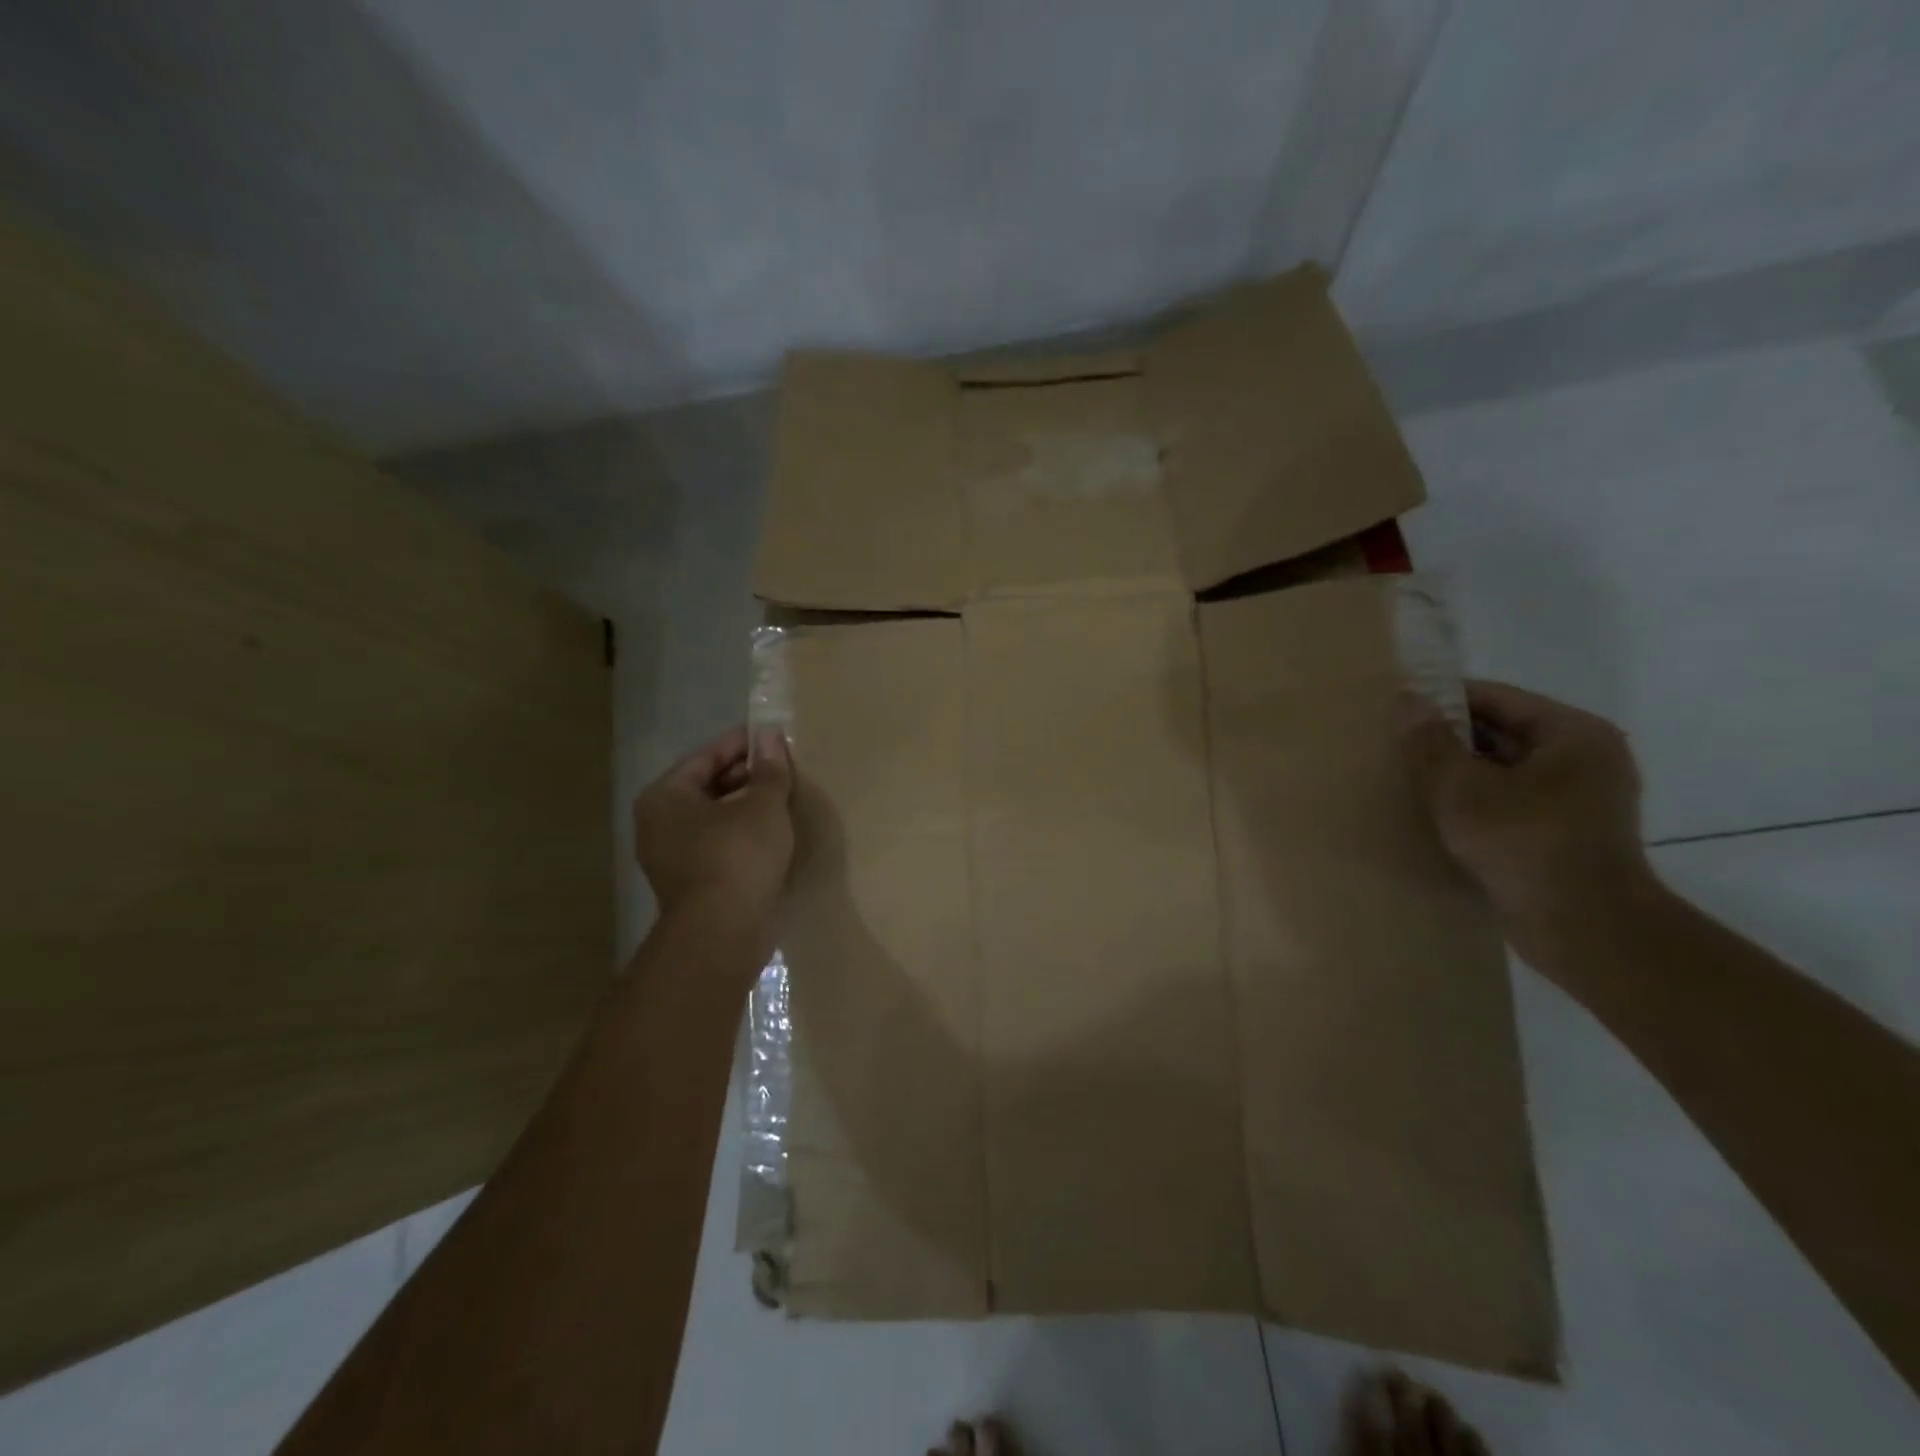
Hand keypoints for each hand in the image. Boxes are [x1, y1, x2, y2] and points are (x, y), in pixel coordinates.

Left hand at [634, 726, 793, 923]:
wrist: (723, 933)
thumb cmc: (737, 856)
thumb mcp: (763, 805)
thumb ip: (769, 769)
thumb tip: (770, 736)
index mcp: (665, 796)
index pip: (706, 756)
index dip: (742, 744)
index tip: (773, 737)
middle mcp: (658, 824)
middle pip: (707, 786)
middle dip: (746, 776)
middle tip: (783, 768)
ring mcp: (671, 857)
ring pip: (714, 818)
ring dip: (746, 807)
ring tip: (783, 798)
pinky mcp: (690, 884)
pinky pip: (718, 845)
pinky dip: (742, 834)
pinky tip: (772, 834)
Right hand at [1402, 680, 1653, 928]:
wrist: (1584, 929)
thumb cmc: (1524, 843)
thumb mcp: (1461, 788)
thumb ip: (1429, 742)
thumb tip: (1407, 700)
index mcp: (1572, 734)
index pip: (1496, 698)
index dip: (1443, 700)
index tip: (1397, 709)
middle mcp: (1584, 759)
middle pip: (1501, 733)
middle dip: (1448, 739)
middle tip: (1394, 744)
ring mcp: (1579, 800)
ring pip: (1503, 770)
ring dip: (1458, 773)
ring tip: (1407, 778)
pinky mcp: (1565, 835)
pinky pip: (1509, 802)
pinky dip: (1475, 802)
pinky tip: (1435, 813)